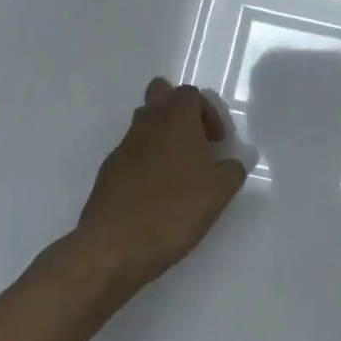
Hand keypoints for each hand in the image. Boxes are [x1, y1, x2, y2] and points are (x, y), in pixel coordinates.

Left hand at [68, 79, 248, 290]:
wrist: (114, 247)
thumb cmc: (174, 209)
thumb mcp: (220, 191)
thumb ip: (233, 170)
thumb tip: (233, 163)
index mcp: (175, 121)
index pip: (190, 93)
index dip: (208, 112)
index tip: (217, 143)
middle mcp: (146, 126)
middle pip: (158, 96)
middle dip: (178, 110)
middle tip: (194, 141)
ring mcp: (122, 150)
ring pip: (142, 125)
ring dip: (161, 137)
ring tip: (179, 171)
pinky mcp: (107, 175)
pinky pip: (130, 156)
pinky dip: (145, 164)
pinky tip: (156, 195)